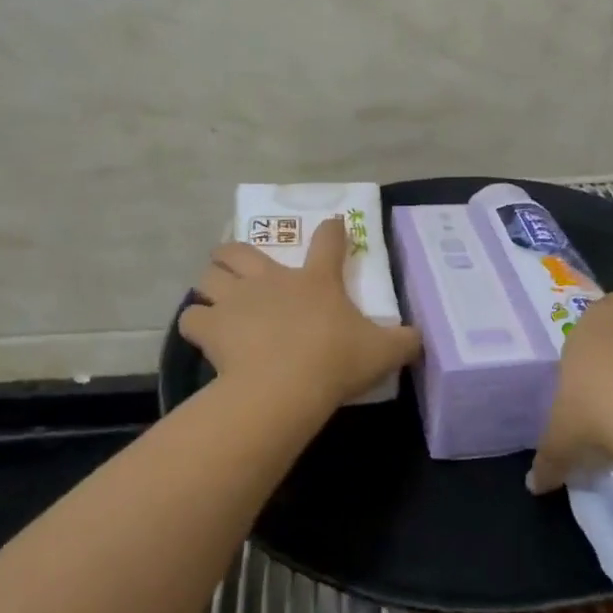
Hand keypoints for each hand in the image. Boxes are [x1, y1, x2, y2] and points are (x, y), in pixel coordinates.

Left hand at [179, 217, 421, 410]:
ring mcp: (237, 300)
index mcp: (316, 280)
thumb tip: (421, 338)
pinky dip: (196, 323)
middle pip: (239, 249)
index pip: (328, 241)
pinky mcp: (212, 327)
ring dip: (211, 283)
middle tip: (240, 268)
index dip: (333, 230)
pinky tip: (204, 333)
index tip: (333, 225)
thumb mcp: (383, 352)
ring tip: (216, 297)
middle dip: (235, 253)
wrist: (286, 387)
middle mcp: (271, 280)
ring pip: (208, 275)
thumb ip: (405, 341)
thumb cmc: (336, 361)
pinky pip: (191, 318)